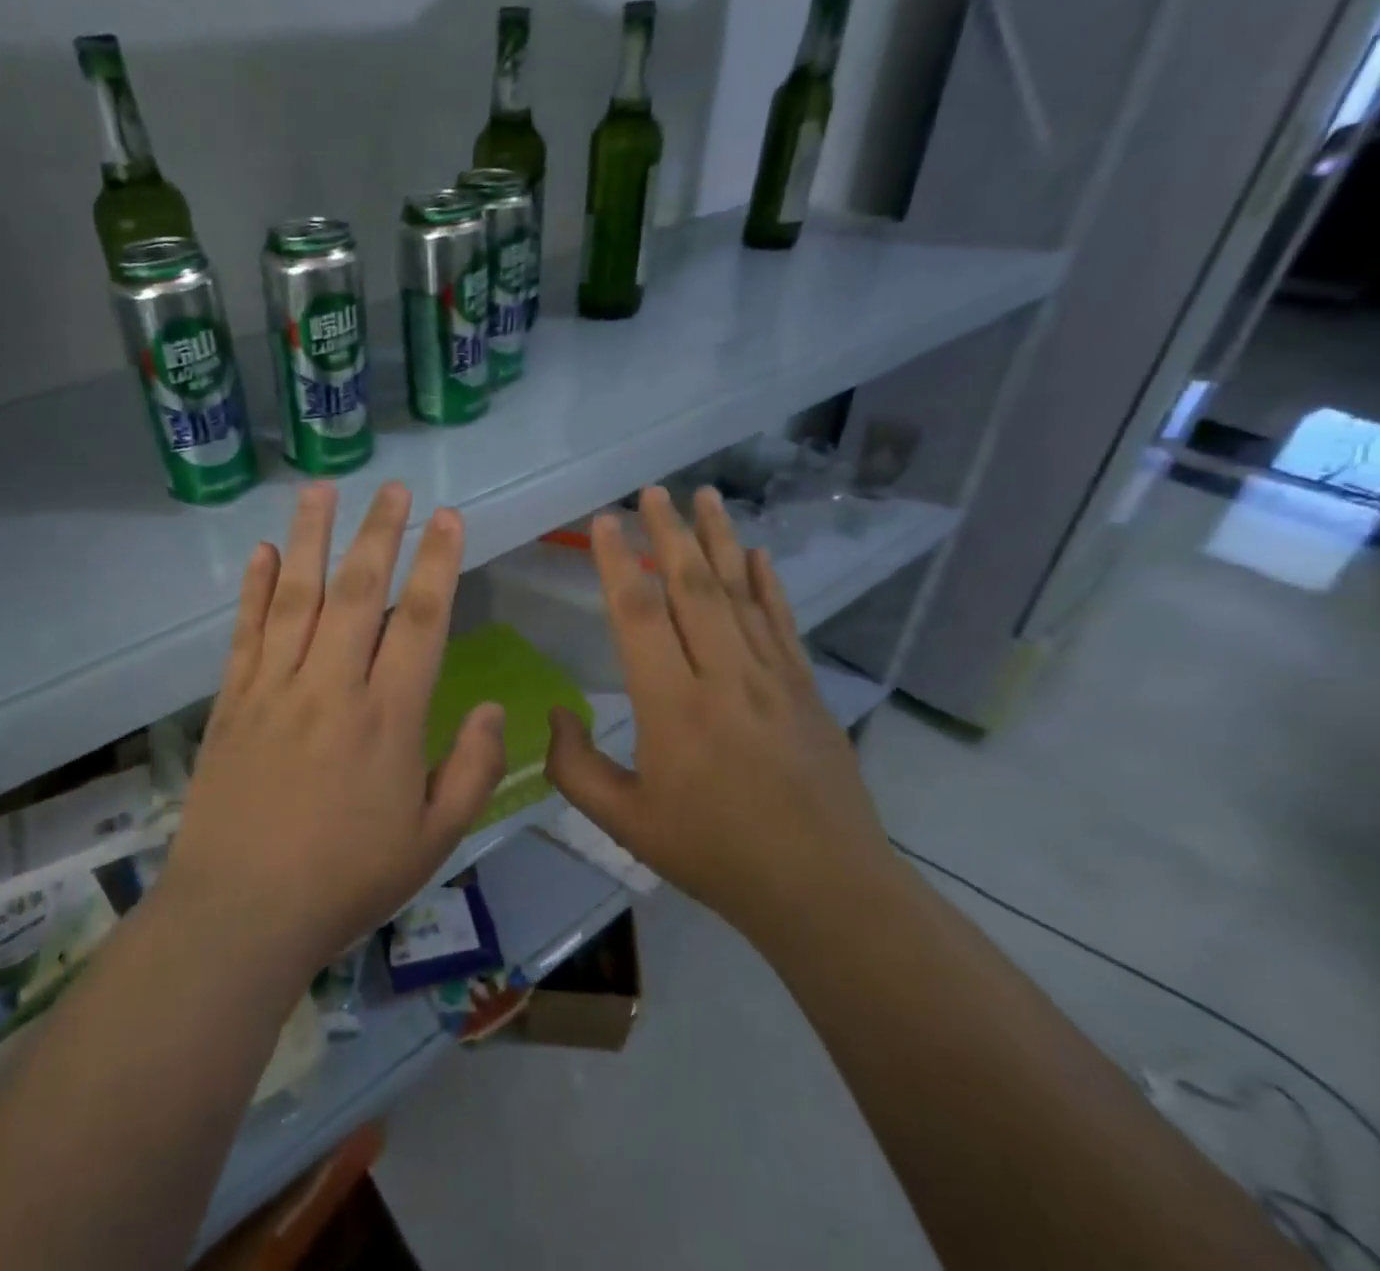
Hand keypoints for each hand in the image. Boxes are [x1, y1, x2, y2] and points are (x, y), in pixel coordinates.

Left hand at [163, 481, 505, 976]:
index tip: (449, 518)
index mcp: (388, 717)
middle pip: (358, 591)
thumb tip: (497, 708)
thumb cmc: (346, 881)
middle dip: (380, 533)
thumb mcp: (433, 841)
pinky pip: (245, 632)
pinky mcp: (232, 701)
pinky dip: (255, 588)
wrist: (241, 915)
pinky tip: (264, 552)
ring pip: (297, 596)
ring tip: (322, 489)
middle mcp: (332, 686)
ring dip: (311, 538)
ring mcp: (275, 688)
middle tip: (394, 487)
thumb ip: (474, 770)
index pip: (420, 621)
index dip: (438, 563)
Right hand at [544, 486, 893, 938]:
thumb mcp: (625, 822)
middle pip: (691, 587)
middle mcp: (723, 676)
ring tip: (705, 495)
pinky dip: (768, 582)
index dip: (616, 562)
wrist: (823, 888)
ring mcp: (772, 677)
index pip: (639, 614)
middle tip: (652, 491)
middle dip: (668, 532)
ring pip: (739, 592)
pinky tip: (759, 553)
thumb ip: (575, 766)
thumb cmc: (714, 853)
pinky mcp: (806, 687)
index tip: (605, 521)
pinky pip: (781, 621)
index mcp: (672, 706)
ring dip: (719, 539)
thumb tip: (556, 712)